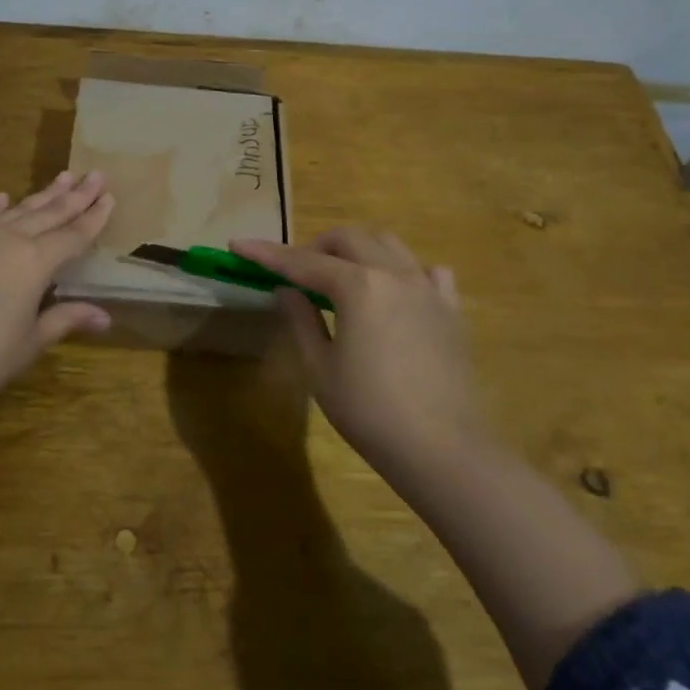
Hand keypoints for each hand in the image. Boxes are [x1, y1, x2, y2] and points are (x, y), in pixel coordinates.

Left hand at [0, 171, 115, 421]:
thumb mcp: (31, 342)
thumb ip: (66, 319)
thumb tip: (105, 316)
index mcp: (36, 261)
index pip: (74, 234)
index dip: (94, 216)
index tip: (110, 196)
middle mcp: (9, 240)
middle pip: (50, 213)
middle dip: (76, 195)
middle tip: (95, 174)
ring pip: (17, 210)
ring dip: (42, 194)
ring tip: (62, 177)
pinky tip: (3, 198)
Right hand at [230, 227, 478, 475]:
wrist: (443, 450)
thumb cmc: (370, 412)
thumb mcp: (321, 369)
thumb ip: (302, 320)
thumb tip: (287, 289)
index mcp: (359, 287)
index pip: (302, 261)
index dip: (267, 253)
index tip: (238, 245)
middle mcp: (395, 274)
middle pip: (349, 239)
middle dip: (315, 247)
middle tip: (296, 273)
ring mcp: (428, 289)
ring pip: (389, 244)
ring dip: (358, 250)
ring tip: (341, 277)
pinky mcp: (451, 310)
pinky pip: (428, 272)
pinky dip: (404, 271)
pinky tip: (396, 291)